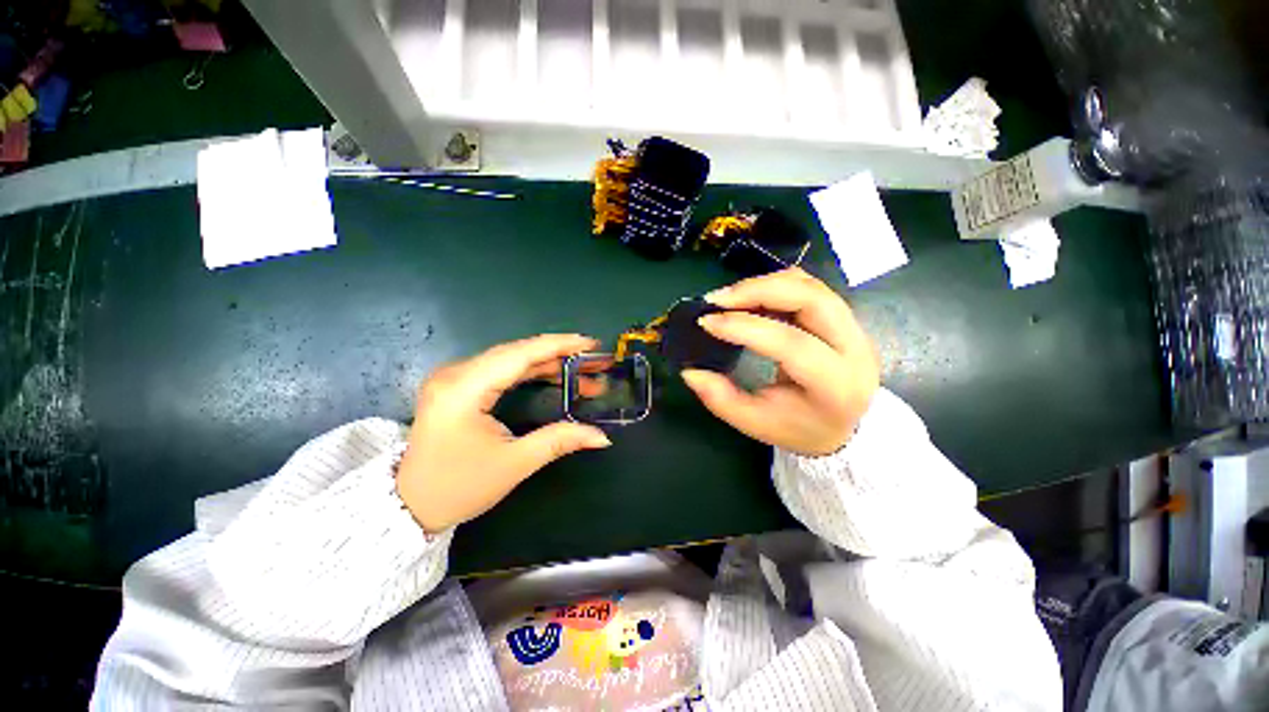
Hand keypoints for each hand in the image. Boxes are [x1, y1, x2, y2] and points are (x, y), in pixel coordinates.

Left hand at [396, 335, 612, 531]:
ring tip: (581, 371)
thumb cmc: (459, 487)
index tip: (590, 343)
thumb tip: (602, 437)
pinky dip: (531, 371)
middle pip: (516, 353)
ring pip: (510, 359)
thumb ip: (559, 441)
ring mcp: (454, 378)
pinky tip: (554, 375)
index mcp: (463, 389)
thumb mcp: (514, 464)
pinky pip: (501, 370)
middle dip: (559, 355)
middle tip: (593, 361)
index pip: (518, 355)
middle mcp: (455, 374)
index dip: (558, 346)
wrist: (410, 506)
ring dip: (548, 364)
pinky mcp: (458, 386)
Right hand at [682, 268, 879, 456]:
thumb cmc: (798, 428)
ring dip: (764, 284)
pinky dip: (774, 285)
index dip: (745, 327)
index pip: (791, 344)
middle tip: (717, 299)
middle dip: (757, 291)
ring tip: (729, 298)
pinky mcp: (843, 316)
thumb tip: (689, 371)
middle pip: (810, 299)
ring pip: (810, 285)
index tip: (707, 322)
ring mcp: (854, 326)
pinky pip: (808, 286)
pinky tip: (750, 297)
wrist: (842, 426)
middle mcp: (854, 348)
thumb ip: (720, 398)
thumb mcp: (755, 423)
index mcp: (835, 385)